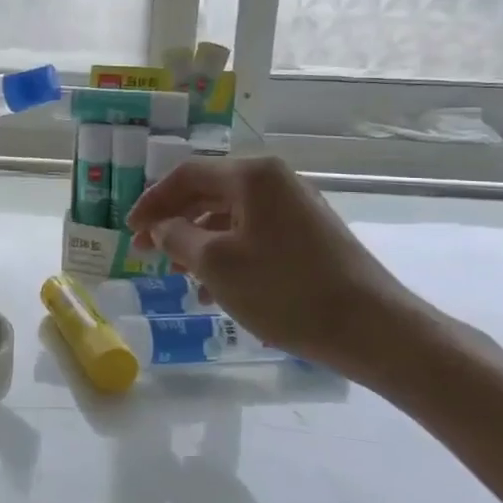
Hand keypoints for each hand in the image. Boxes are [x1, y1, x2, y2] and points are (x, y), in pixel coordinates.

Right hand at [126, 155, 437, 378]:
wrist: (372, 328)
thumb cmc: (284, 289)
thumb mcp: (216, 263)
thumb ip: (178, 237)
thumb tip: (161, 226)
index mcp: (252, 175)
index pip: (186, 174)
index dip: (152, 201)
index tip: (131, 231)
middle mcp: (275, 182)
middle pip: (208, 193)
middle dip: (174, 223)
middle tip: (148, 253)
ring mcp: (296, 208)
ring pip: (230, 217)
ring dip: (198, 243)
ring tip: (178, 277)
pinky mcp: (309, 236)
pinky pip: (253, 235)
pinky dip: (227, 255)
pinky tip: (214, 290)